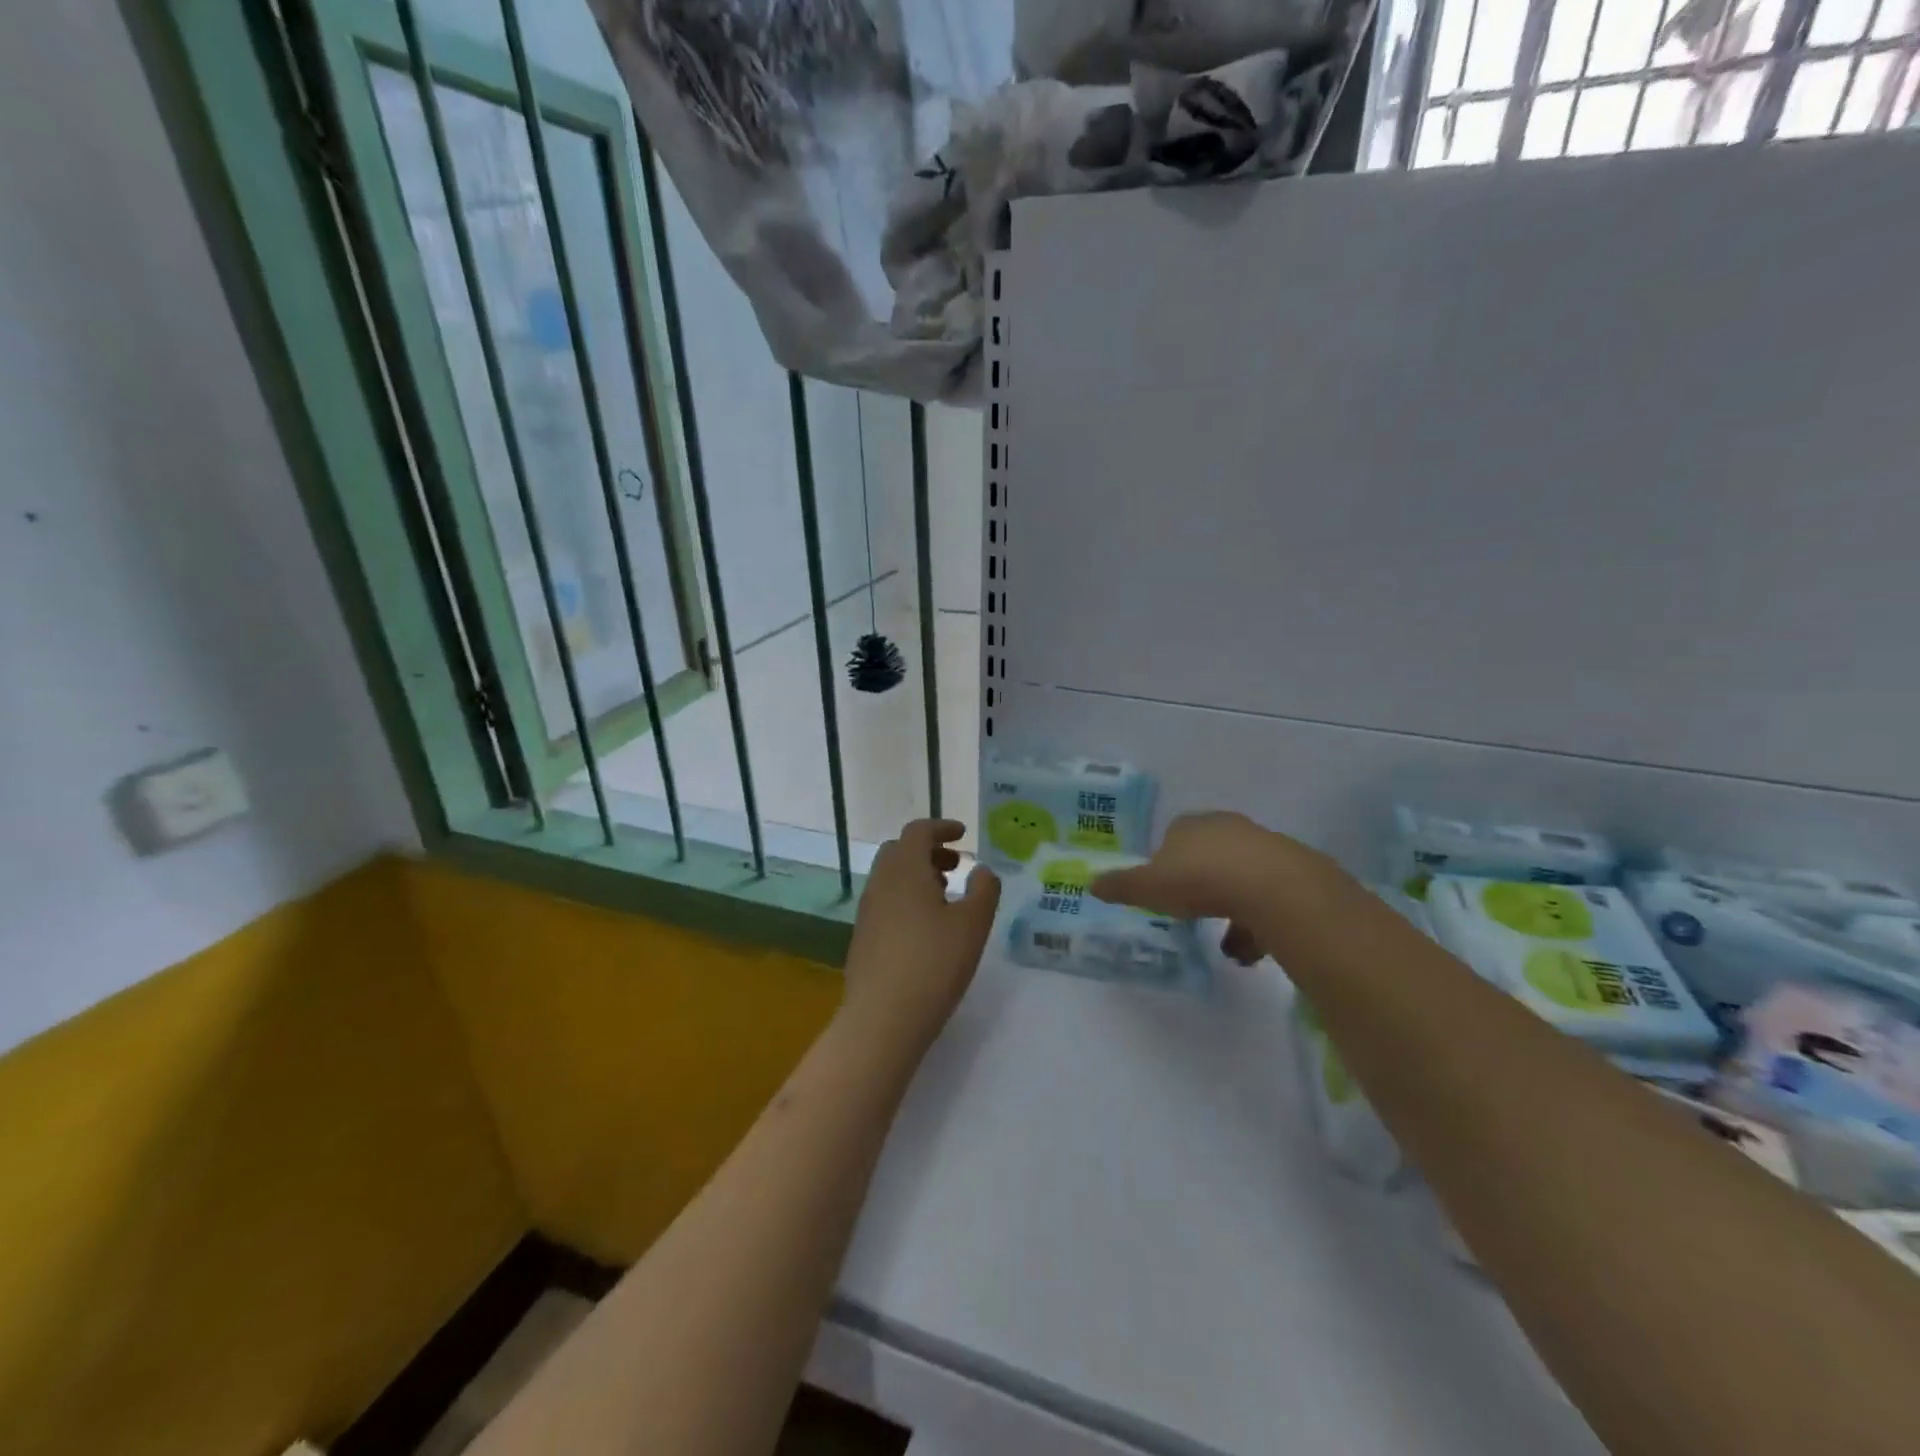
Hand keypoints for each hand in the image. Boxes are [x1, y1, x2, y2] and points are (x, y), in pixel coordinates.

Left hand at [841, 820, 1000, 1050]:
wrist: (882, 1018)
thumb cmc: (933, 963)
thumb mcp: (973, 925)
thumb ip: (983, 890)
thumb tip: (981, 869)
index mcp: (904, 869)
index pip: (918, 831)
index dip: (941, 828)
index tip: (963, 834)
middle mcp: (880, 882)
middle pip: (900, 851)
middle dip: (928, 851)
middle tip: (955, 866)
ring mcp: (867, 911)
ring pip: (891, 877)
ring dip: (917, 876)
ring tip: (945, 897)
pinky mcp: (863, 937)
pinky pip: (885, 901)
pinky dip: (906, 898)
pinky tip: (926, 927)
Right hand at [1091, 811, 1313, 965]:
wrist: (1273, 887)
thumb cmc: (1200, 880)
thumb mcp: (1148, 887)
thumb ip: (1120, 886)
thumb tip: (1091, 883)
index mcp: (1190, 826)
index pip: (1173, 835)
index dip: (1166, 862)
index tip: (1163, 889)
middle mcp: (1226, 828)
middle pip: (1208, 854)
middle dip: (1200, 883)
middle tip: (1190, 913)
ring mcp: (1263, 847)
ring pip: (1240, 878)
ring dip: (1231, 908)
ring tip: (1225, 946)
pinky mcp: (1293, 871)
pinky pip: (1268, 898)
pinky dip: (1257, 922)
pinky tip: (1251, 952)